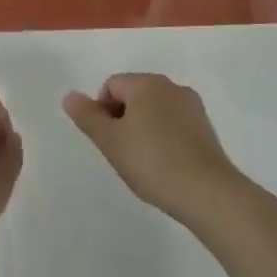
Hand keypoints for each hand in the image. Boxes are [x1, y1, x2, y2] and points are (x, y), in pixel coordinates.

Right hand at [63, 73, 247, 227]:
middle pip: (134, 94)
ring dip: (142, 128)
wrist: (207, 192)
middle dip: (122, 118)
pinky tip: (164, 164)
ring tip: (143, 161)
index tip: (106, 140)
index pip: (111, 85)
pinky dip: (163, 137)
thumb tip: (70, 96)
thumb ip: (87, 116)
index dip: (101, 111)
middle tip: (121, 151)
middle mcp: (171, 86)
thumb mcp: (110, 141)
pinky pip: (174, 123)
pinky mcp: (206, 127)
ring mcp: (192, 106)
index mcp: (146, 83)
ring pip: (155, 109)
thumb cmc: (151, 162)